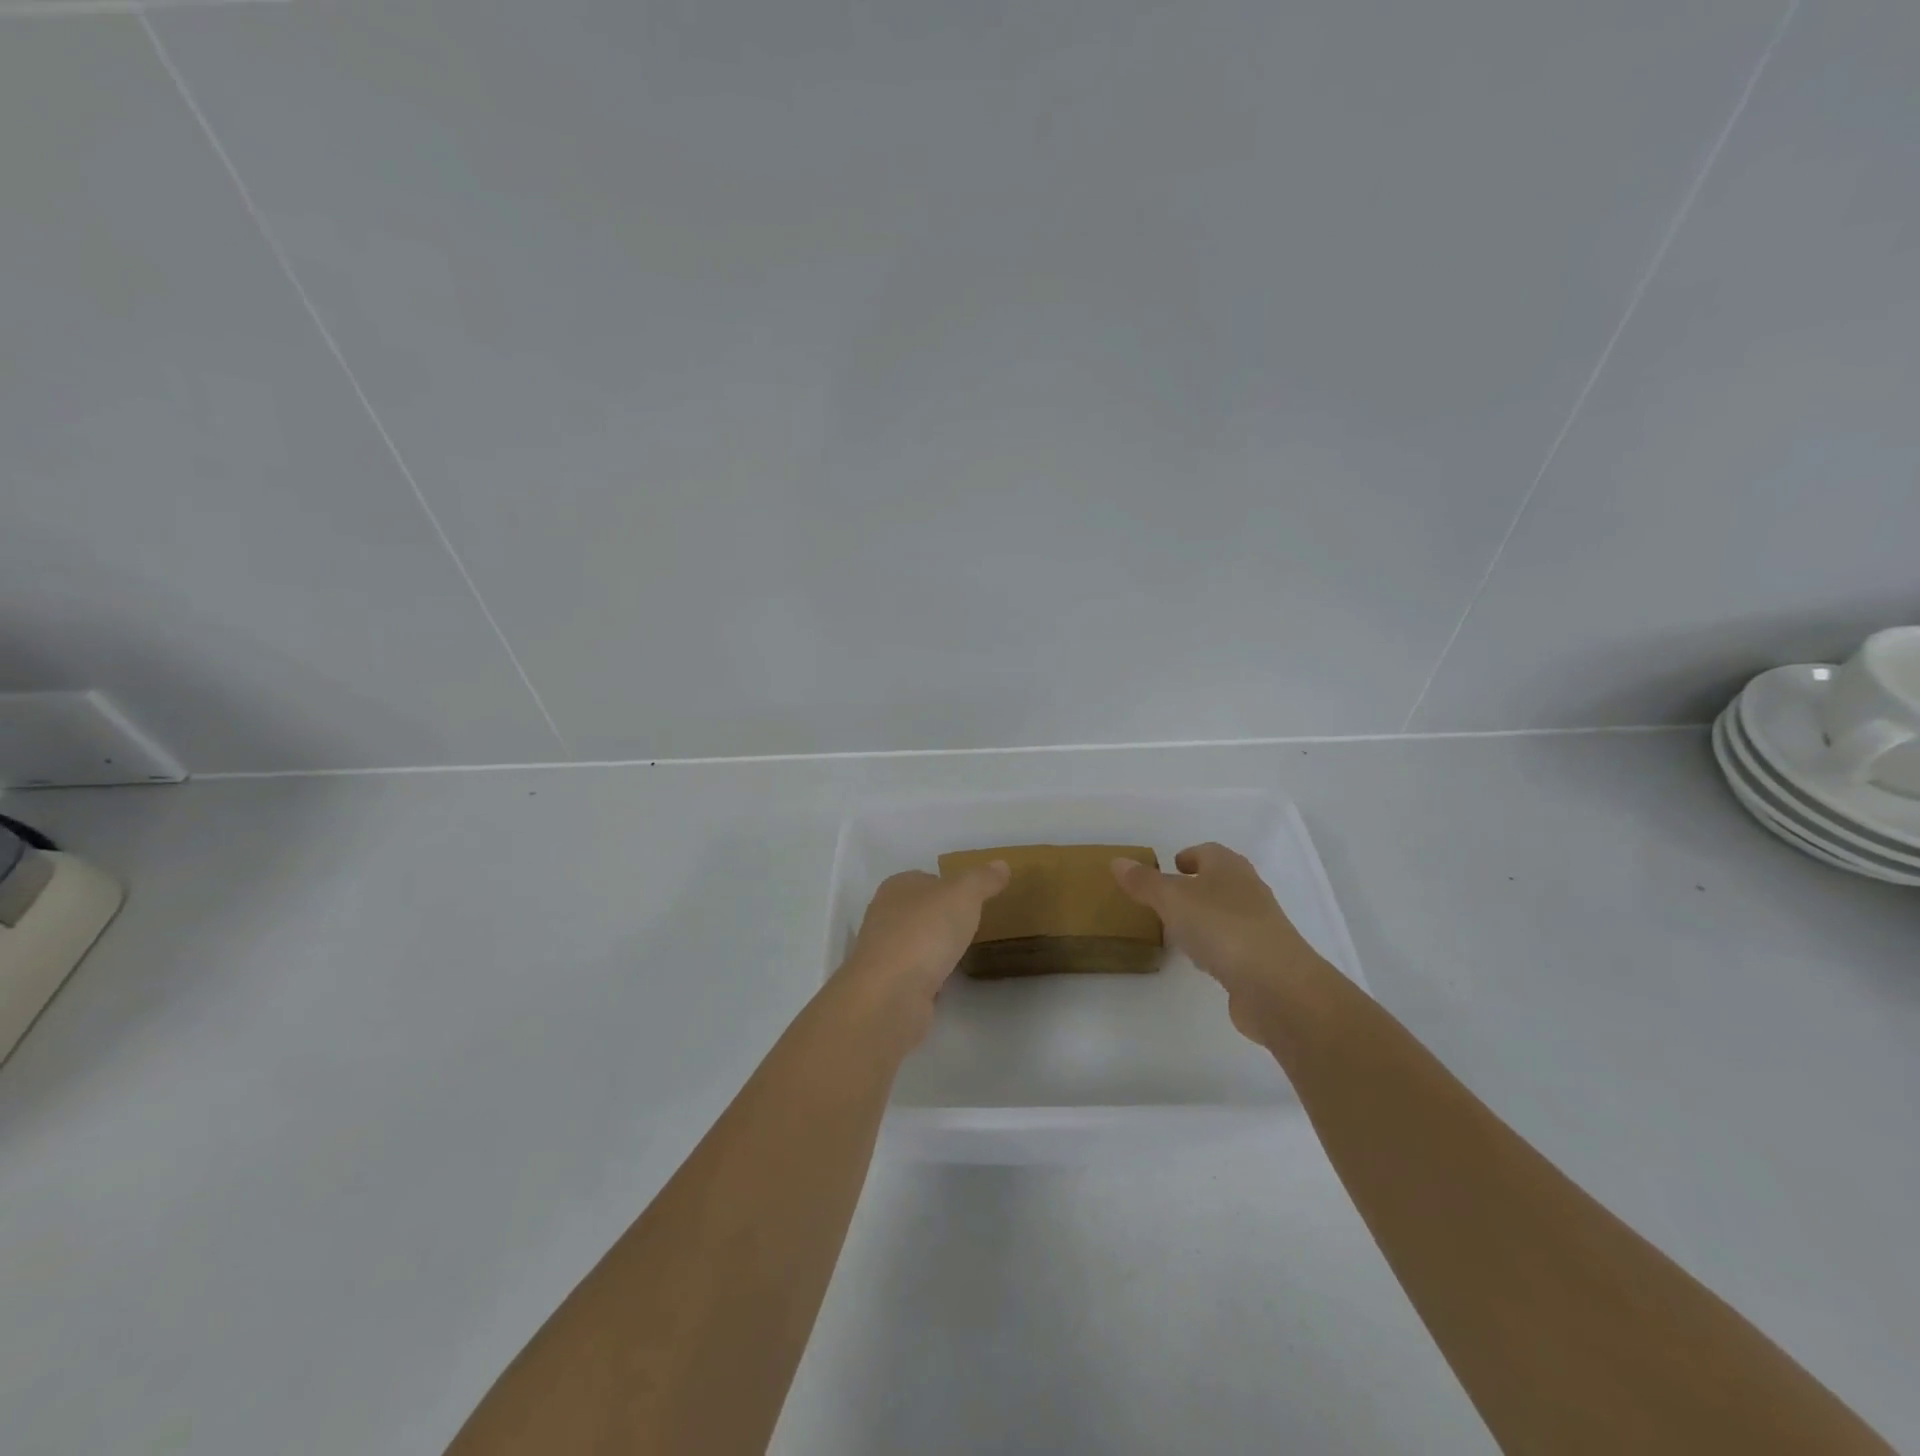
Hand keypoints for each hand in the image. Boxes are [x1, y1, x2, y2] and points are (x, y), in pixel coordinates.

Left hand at [832, 863, 1009, 1042]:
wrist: (890, 995)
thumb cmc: (925, 932)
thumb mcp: (963, 894)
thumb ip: (982, 879)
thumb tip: (1001, 864)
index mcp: (897, 886)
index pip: (925, 878)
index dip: (949, 885)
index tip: (975, 898)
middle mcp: (885, 915)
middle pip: (920, 910)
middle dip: (943, 917)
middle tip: (975, 925)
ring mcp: (884, 952)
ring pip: (917, 942)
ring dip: (936, 947)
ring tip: (967, 953)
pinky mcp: (888, 985)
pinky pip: (916, 973)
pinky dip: (931, 975)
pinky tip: (949, 981)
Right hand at [1112, 843, 1322, 1039]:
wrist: (1276, 985)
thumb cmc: (1220, 927)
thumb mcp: (1172, 899)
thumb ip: (1144, 882)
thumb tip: (1118, 861)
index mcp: (1229, 868)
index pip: (1208, 852)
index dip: (1188, 856)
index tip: (1170, 867)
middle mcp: (1249, 891)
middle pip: (1220, 881)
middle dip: (1195, 887)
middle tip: (1166, 899)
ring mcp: (1260, 927)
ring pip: (1227, 913)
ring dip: (1205, 918)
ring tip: (1178, 931)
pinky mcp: (1264, 961)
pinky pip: (1233, 945)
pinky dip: (1216, 947)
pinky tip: (1201, 961)